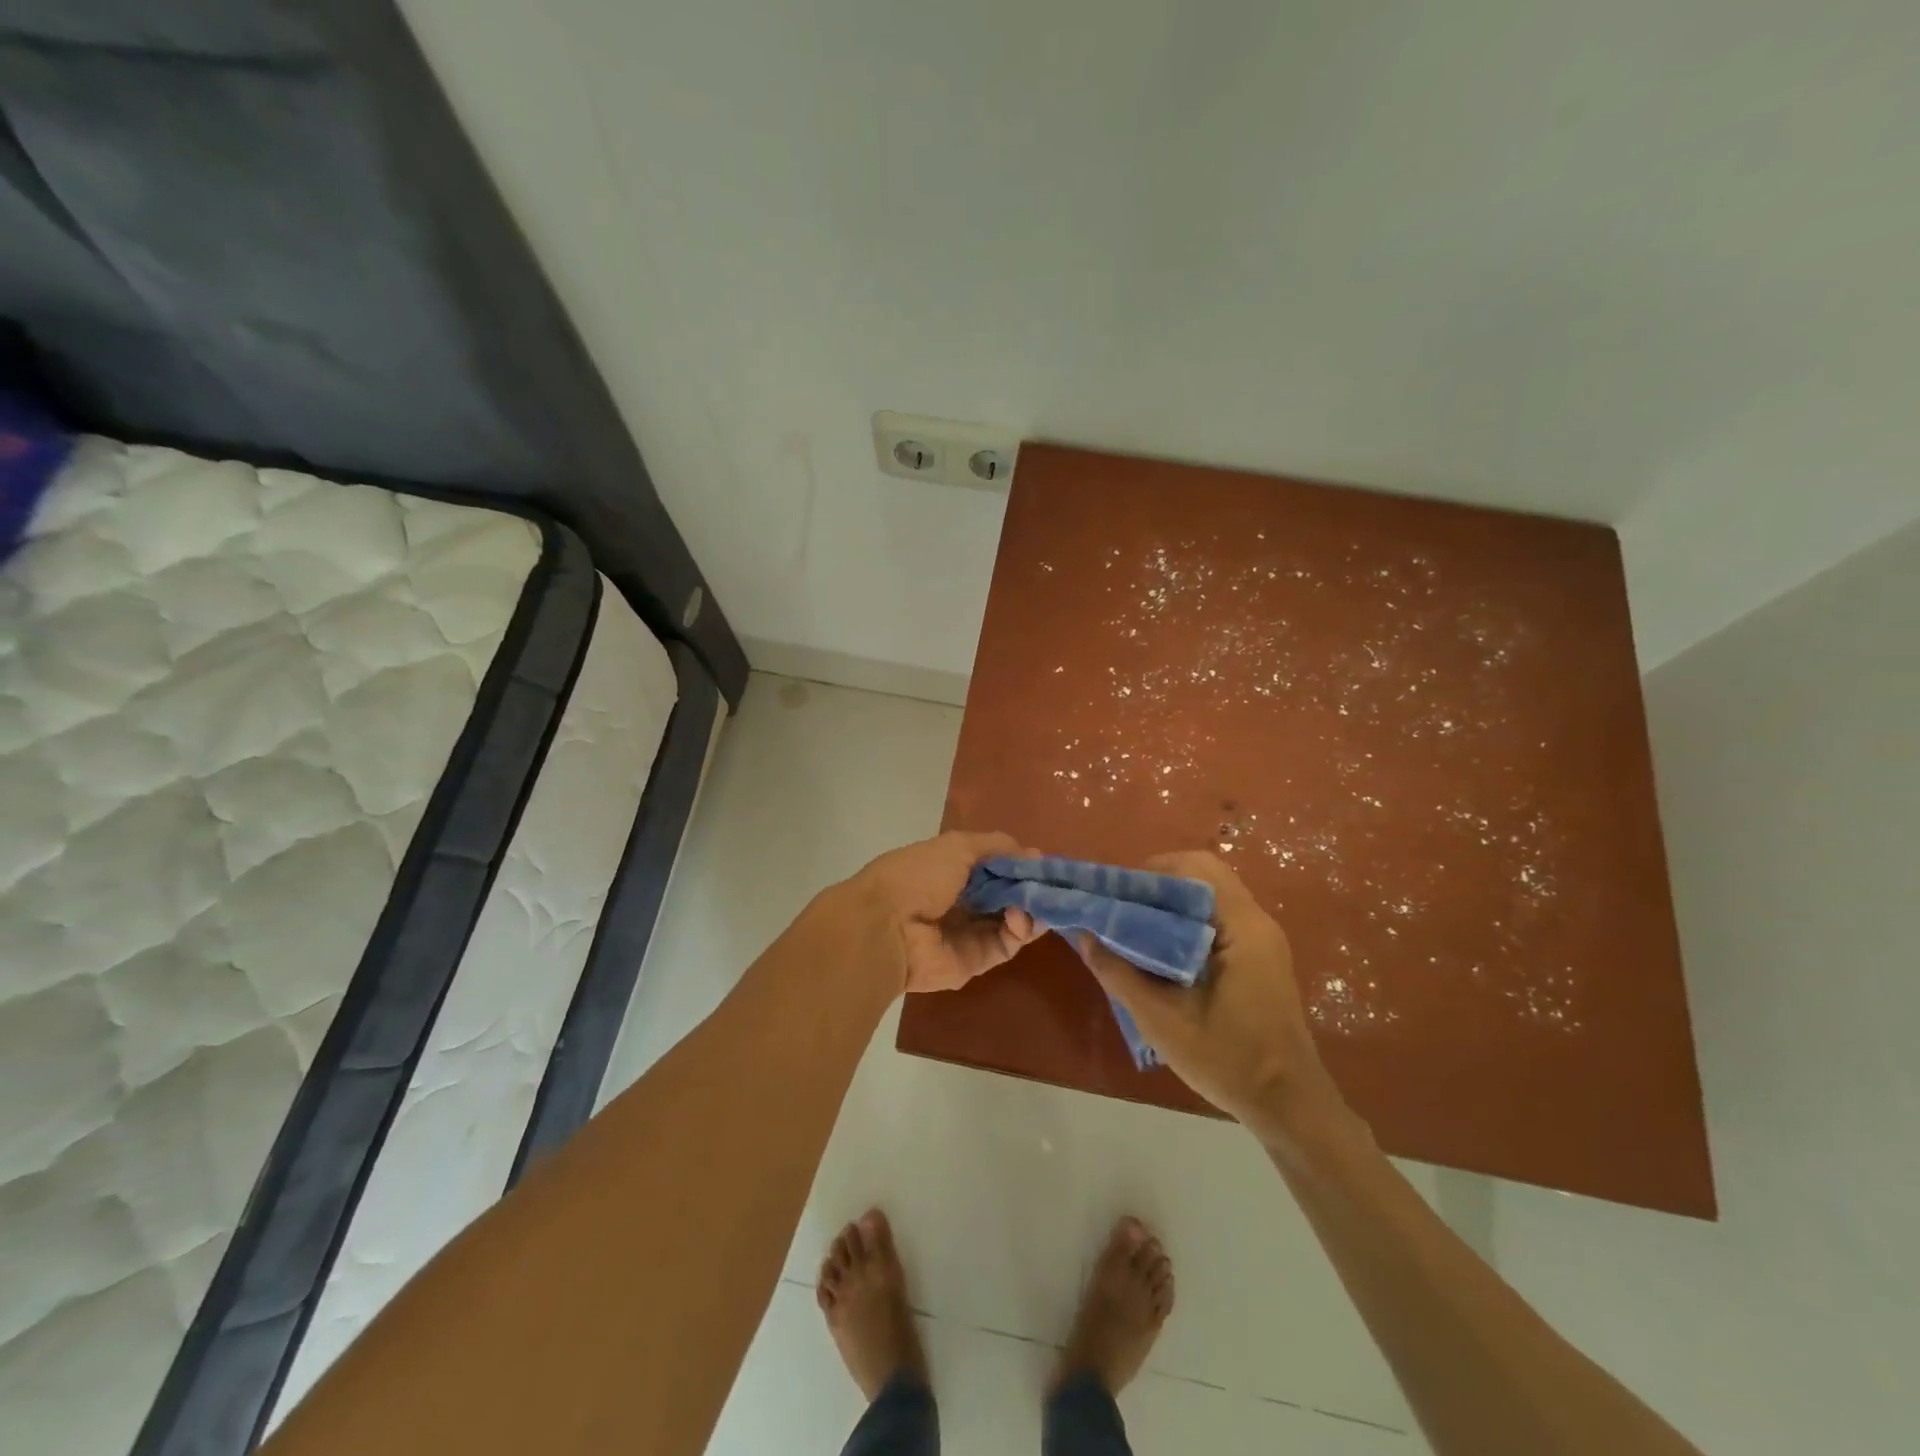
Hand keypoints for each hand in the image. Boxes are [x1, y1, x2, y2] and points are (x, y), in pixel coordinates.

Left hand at [843, 830, 1042, 993]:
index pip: (994, 869)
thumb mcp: (957, 846)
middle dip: (1030, 889)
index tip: (1042, 862)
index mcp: (951, 872)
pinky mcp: (975, 961)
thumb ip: (996, 846)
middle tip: (1051, 885)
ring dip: (1030, 910)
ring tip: (1037, 901)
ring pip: (1012, 922)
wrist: (887, 926)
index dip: (1019, 865)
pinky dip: (1019, 930)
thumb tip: (1033, 853)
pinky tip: (1019, 916)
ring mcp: (969, 933)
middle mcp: (961, 902)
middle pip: (1007, 896)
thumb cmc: (919, 875)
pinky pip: (1006, 945)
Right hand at [1077, 851, 1345, 1136]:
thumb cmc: (1229, 1060)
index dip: (1152, 872)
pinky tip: (1160, 950)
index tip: (1117, 894)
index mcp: (1242, 927)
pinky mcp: (1259, 957)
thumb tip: (1084, 935)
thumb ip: (1119, 973)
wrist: (1288, 1106)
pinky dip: (1186, 921)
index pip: (1196, 868)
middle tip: (1121, 908)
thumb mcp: (1162, 1020)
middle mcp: (1257, 922)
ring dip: (1171, 903)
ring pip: (1209, 897)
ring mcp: (1262, 940)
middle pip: (1203, 876)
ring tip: (1133, 926)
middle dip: (1158, 884)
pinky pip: (1217, 920)